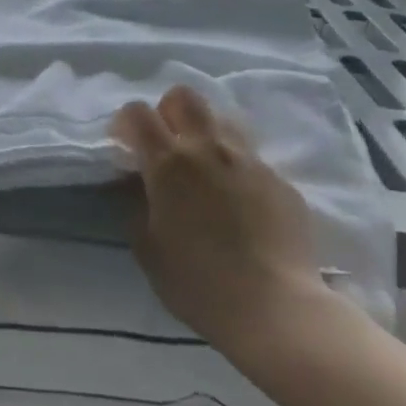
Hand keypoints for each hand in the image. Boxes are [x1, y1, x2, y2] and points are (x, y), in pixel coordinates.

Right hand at [112, 85, 334, 361]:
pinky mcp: (281, 181)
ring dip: (206, 134)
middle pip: (185, 97)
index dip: (125, 123)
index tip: (124, 146)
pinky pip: (252, 159)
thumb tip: (139, 185)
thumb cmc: (197, 282)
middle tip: (165, 145)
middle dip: (168, 111)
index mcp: (168, 162)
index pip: (138, 112)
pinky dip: (237, 169)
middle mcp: (208, 149)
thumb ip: (137, 205)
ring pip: (223, 120)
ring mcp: (250, 161)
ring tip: (204, 167)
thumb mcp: (147, 247)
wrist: (275, 308)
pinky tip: (240, 203)